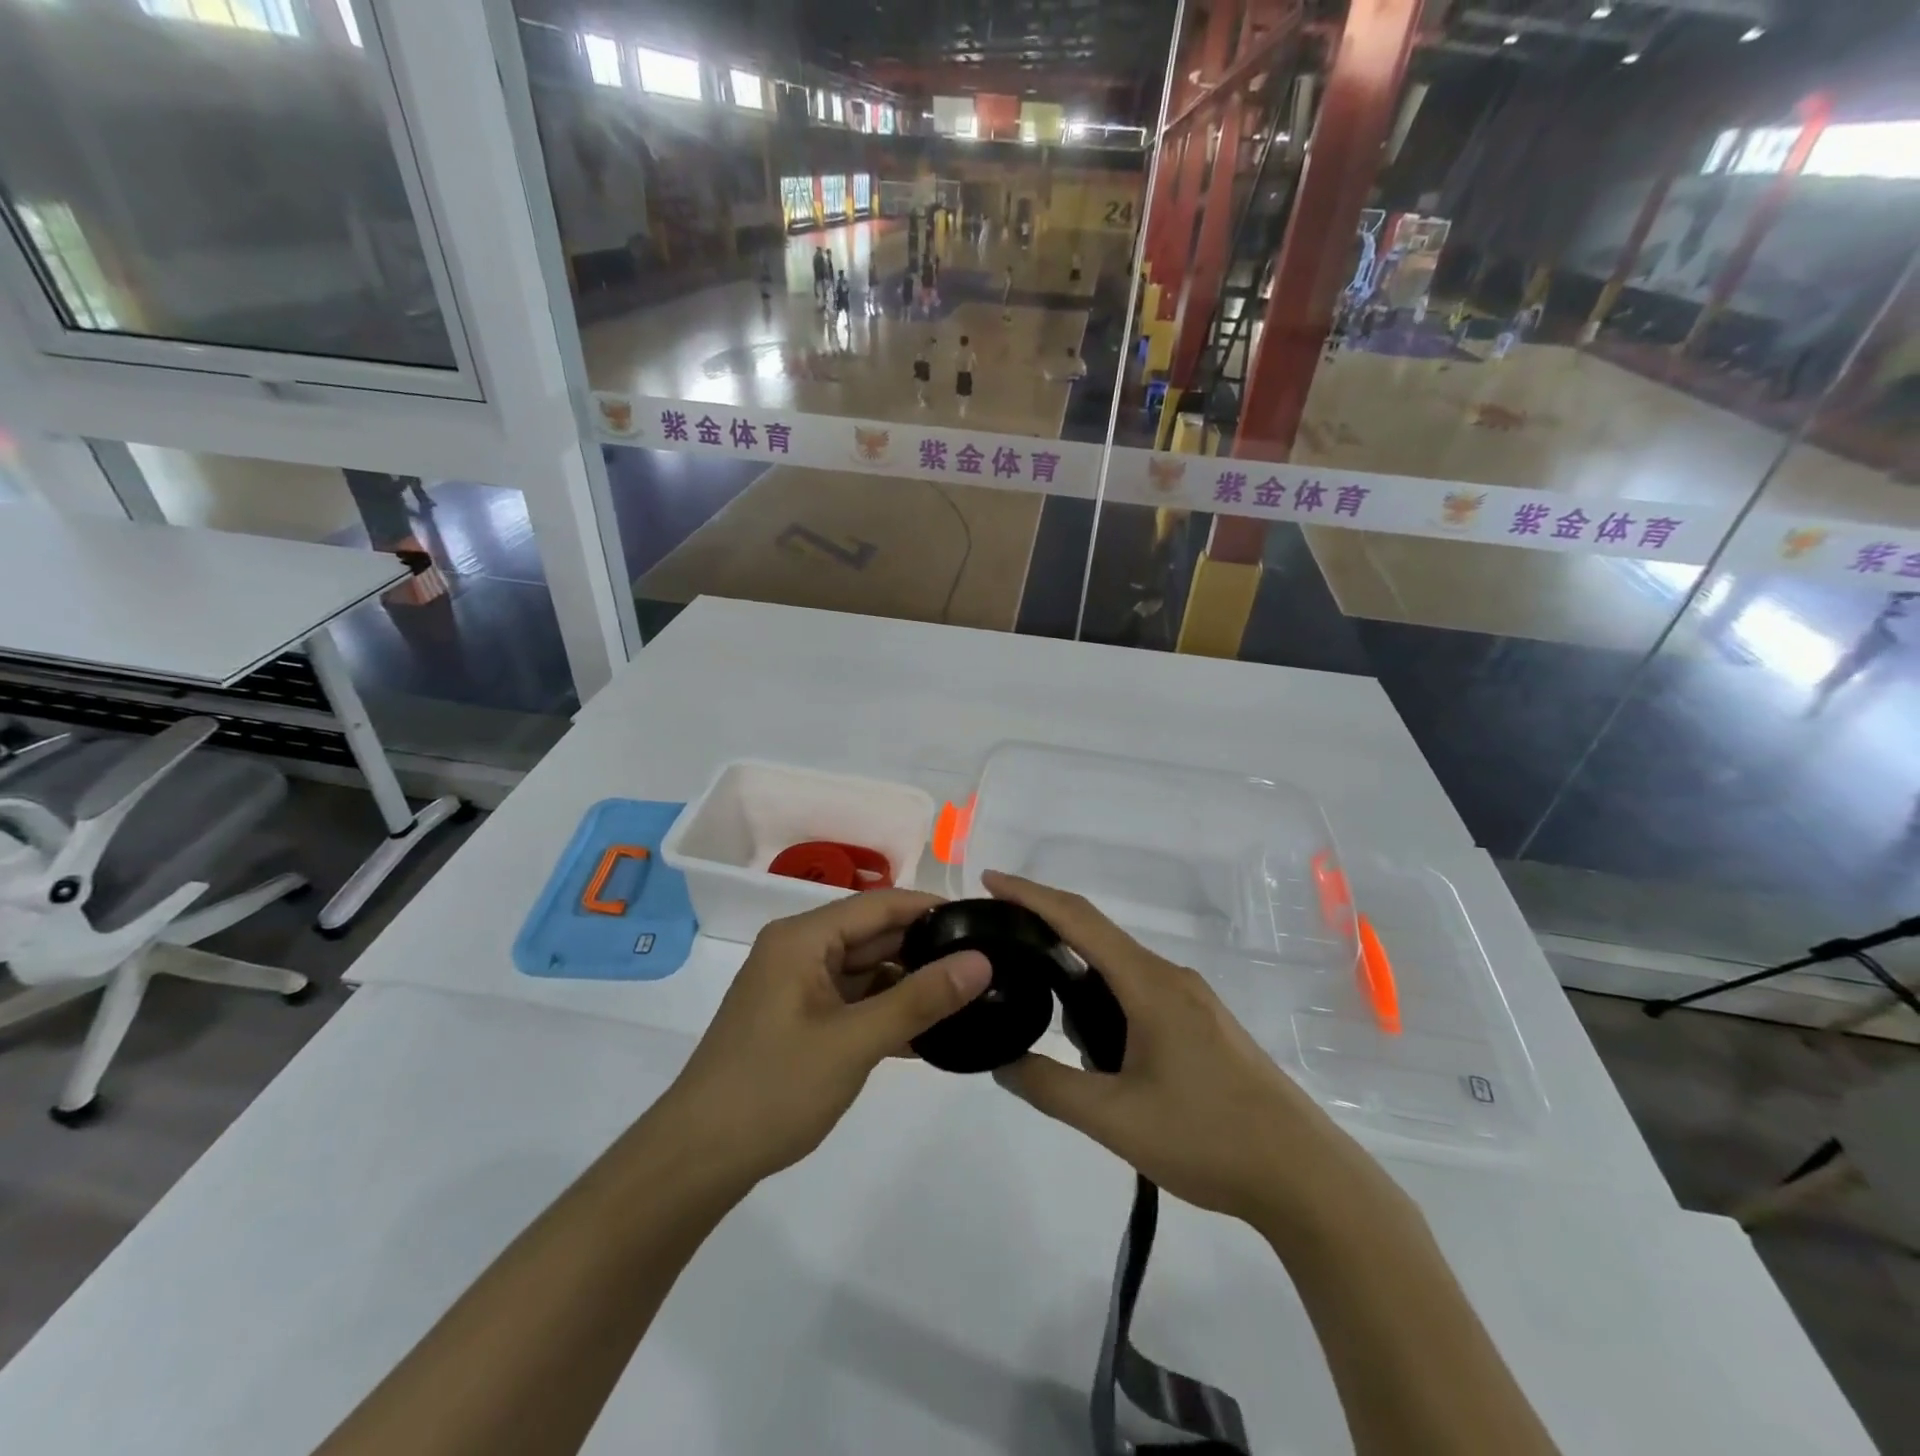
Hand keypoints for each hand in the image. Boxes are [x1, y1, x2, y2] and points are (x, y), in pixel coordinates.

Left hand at [665, 890, 990, 1185]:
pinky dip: (886, 1012)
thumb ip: (920, 999)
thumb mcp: (855, 1042)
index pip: (880, 905)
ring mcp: (797, 988)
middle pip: (873, 936)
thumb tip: (981, 961)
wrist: (697, 1160)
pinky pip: (853, 1002)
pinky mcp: (799, 1021)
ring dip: (909, 985)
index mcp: (803, 938)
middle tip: (986, 964)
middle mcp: (799, 951)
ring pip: (866, 971)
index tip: (982, 922)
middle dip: (925, 950)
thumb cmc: (774, 1089)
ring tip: (968, 997)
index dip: (931, 909)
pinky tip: (929, 1032)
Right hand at [984, 871, 1379, 1229]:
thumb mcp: (1114, 1121)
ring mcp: (1191, 999)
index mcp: (1149, 984)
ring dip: (1076, 972)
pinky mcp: (1202, 1023)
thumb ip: (1049, 1087)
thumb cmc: (1208, 1139)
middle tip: (999, 945)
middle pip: (1097, 935)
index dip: (1031, 894)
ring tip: (1038, 1004)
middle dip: (1046, 930)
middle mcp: (1170, 977)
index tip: (990, 881)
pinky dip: (1103, 995)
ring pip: (1119, 967)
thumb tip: (1002, 1061)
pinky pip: (1140, 989)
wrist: (1304, 1176)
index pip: (1079, 919)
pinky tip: (1092, 1039)